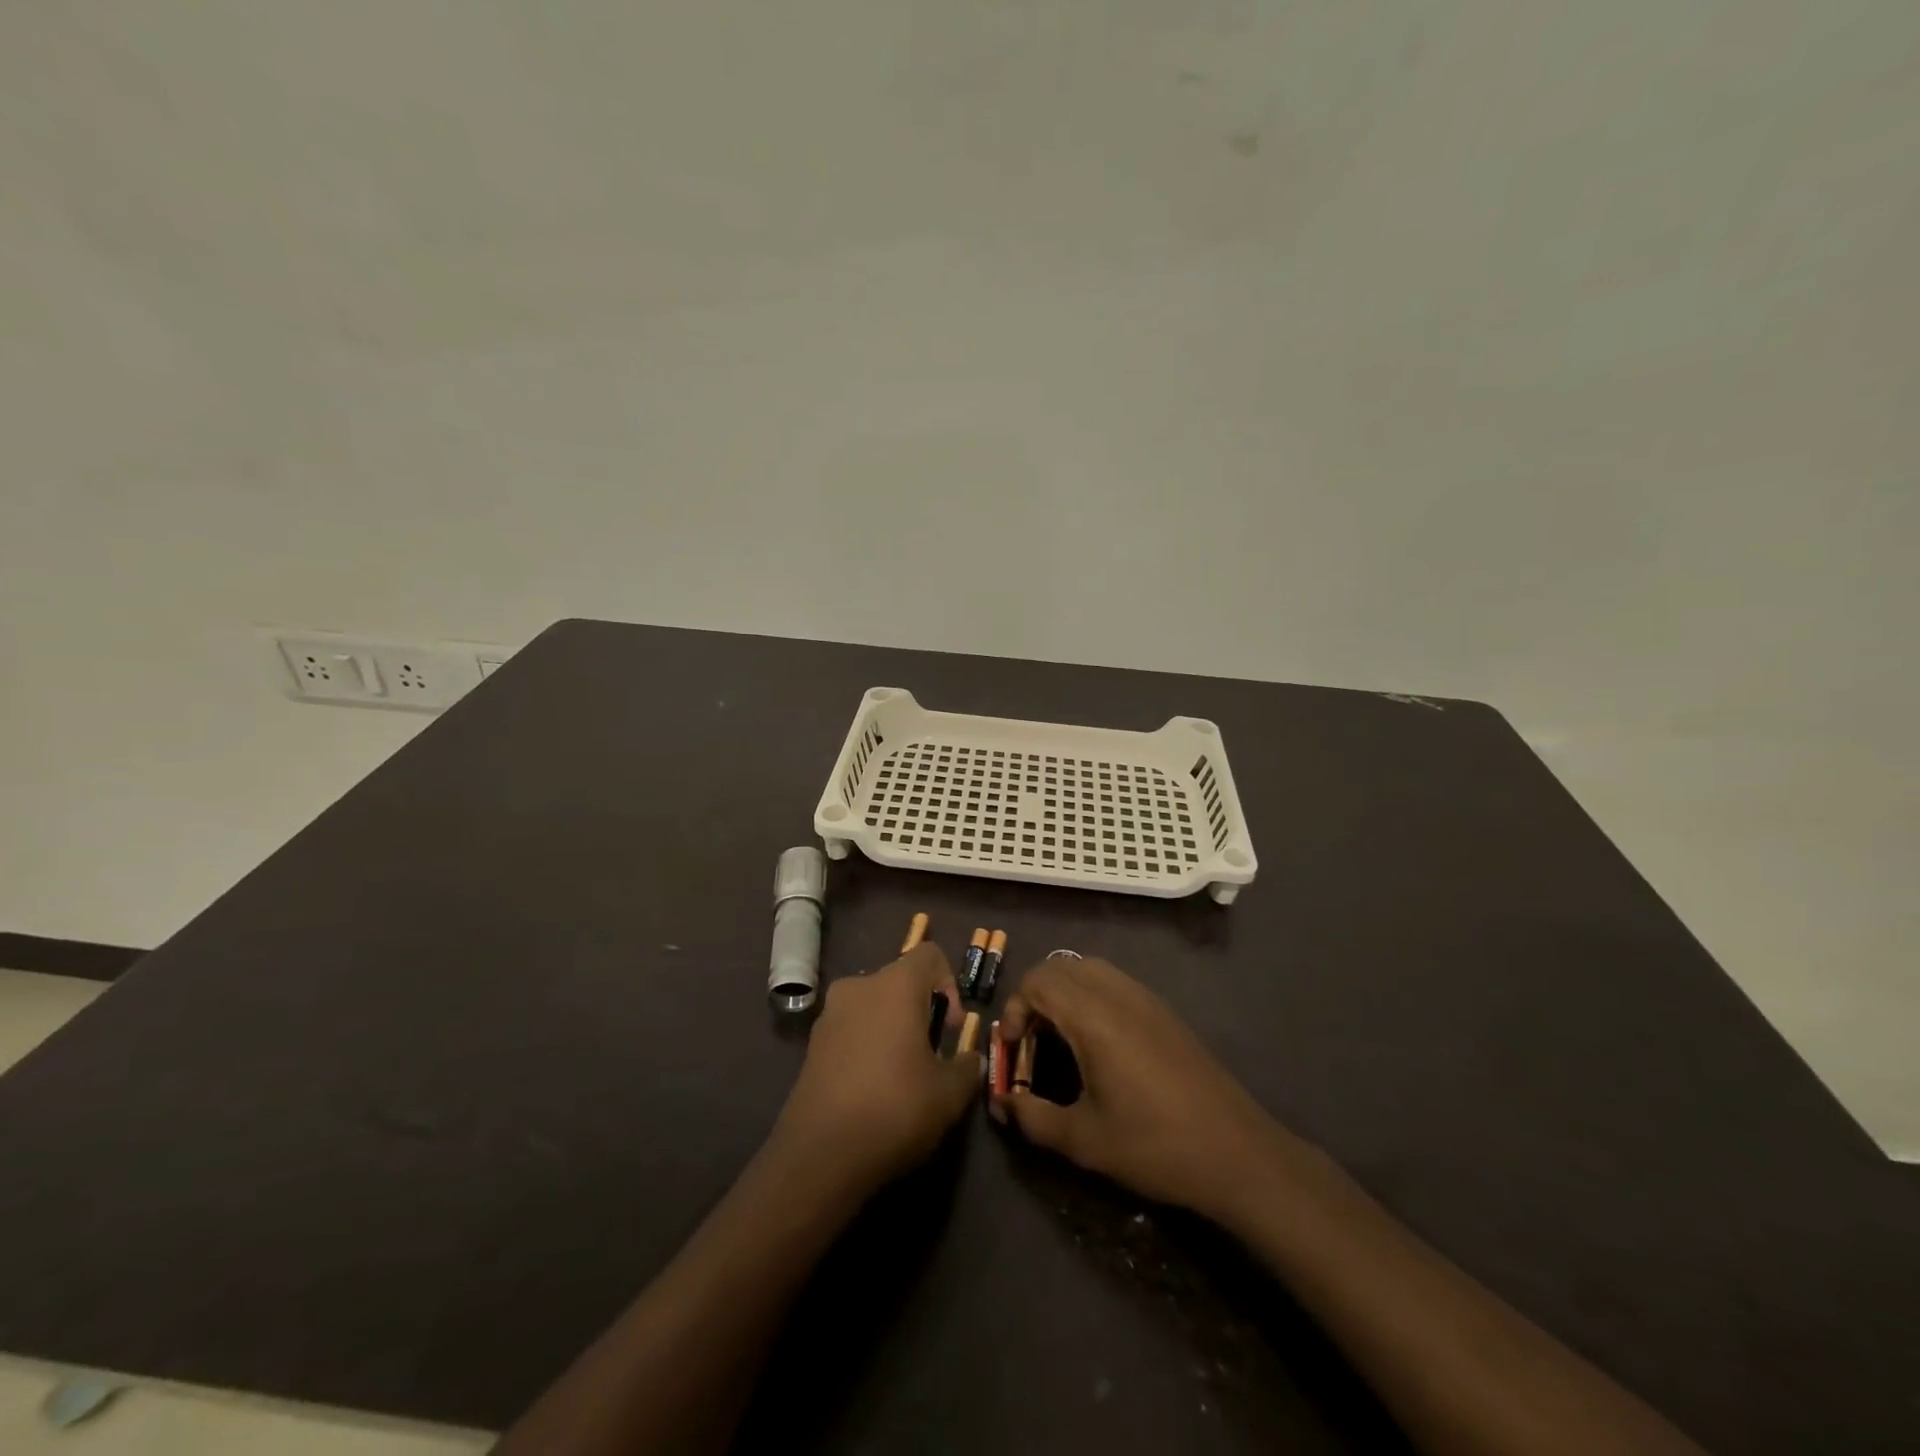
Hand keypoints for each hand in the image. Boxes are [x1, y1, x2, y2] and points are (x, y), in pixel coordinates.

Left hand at [771, 942, 983, 1192]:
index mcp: (895, 985)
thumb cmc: (895, 1108)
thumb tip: (970, 1059)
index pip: (929, 955)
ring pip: (873, 1005)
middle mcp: (859, 986)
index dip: (950, 984)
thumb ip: (967, 1067)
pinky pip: (851, 1029)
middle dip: (921, 1010)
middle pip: (900, 980)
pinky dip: (868, 1045)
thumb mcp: (949, 1094)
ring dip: (893, 1028)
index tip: (951, 1028)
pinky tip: (874, 1088)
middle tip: (932, 1054)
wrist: (820, 1155)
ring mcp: (830, 1014)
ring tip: (903, 1074)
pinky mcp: (812, 1044)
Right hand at [993, 957, 1297, 1218]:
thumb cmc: (1155, 1146)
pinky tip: (1097, 1041)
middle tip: (1029, 1040)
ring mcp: (1145, 998)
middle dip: (1033, 995)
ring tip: (1059, 1037)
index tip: (1012, 1048)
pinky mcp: (1164, 1011)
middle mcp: (1118, 994)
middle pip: (1060, 967)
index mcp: (1094, 1017)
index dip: (1014, 1007)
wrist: (1237, 1153)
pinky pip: (1114, 981)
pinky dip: (1090, 994)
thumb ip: (1033, 1118)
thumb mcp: (1084, 1140)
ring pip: (1089, 968)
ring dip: (1062, 991)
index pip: (1038, 981)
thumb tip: (1001, 1104)